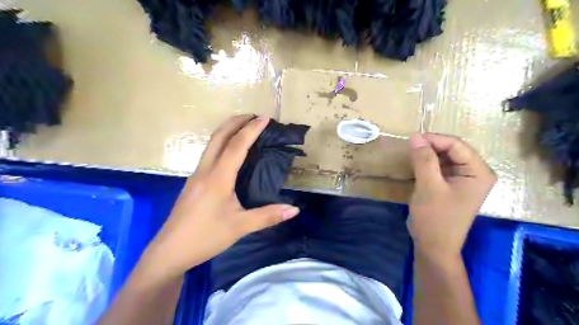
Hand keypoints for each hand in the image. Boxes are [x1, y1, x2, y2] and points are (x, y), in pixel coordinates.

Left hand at [140, 115, 297, 281]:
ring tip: (244, 128)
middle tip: (253, 116)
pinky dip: (222, 144)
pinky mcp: (193, 183)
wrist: (169, 251)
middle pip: (219, 136)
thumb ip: (268, 216)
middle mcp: (205, 171)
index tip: (264, 118)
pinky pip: (209, 155)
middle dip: (236, 121)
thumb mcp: (240, 227)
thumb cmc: (205, 237)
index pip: (237, 146)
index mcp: (218, 178)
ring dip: (227, 131)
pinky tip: (230, 153)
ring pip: (211, 144)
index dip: (251, 130)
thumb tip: (294, 209)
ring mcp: (196, 175)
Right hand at [406, 133, 497, 259]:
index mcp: (479, 172)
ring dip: (427, 155)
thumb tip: (415, 137)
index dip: (434, 139)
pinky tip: (415, 165)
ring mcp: (463, 179)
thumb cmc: (435, 218)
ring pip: (444, 157)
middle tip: (409, 147)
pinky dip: (427, 164)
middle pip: (452, 150)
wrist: (434, 246)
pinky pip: (440, 167)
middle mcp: (475, 173)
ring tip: (410, 154)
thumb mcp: (429, 187)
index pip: (457, 145)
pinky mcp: (451, 185)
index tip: (411, 139)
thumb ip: (423, 160)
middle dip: (430, 146)